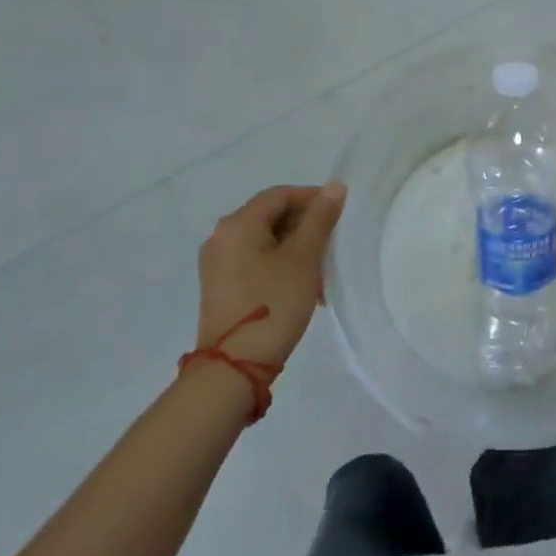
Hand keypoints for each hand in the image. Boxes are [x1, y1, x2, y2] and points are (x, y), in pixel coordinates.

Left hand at [195, 182, 345, 368]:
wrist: (234, 368)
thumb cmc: (272, 303)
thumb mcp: (304, 258)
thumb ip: (320, 218)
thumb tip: (335, 186)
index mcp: (238, 223)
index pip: (280, 195)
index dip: (312, 198)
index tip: (339, 213)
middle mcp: (221, 237)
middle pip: (270, 216)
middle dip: (304, 226)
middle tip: (332, 244)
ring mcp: (217, 264)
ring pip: (264, 240)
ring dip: (295, 248)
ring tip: (320, 270)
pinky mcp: (220, 287)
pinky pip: (254, 261)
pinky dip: (279, 264)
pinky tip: (301, 286)